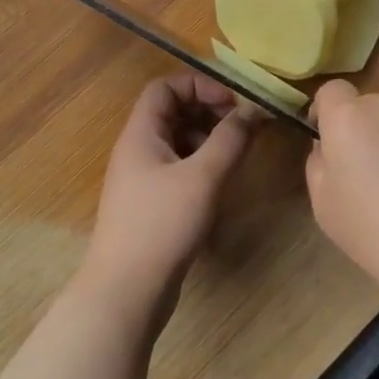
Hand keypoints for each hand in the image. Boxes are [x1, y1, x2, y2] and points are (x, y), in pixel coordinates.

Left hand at [84, 74, 250, 316]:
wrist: (125, 293)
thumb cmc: (161, 225)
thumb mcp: (203, 177)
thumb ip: (230, 139)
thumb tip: (253, 110)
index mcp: (141, 135)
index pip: (165, 87)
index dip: (199, 86)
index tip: (232, 103)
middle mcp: (138, 150)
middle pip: (173, 111)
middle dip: (209, 110)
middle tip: (242, 125)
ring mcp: (143, 178)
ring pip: (178, 140)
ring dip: (209, 137)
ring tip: (237, 152)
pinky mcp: (152, 203)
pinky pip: (179, 166)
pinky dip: (203, 163)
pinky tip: (221, 180)